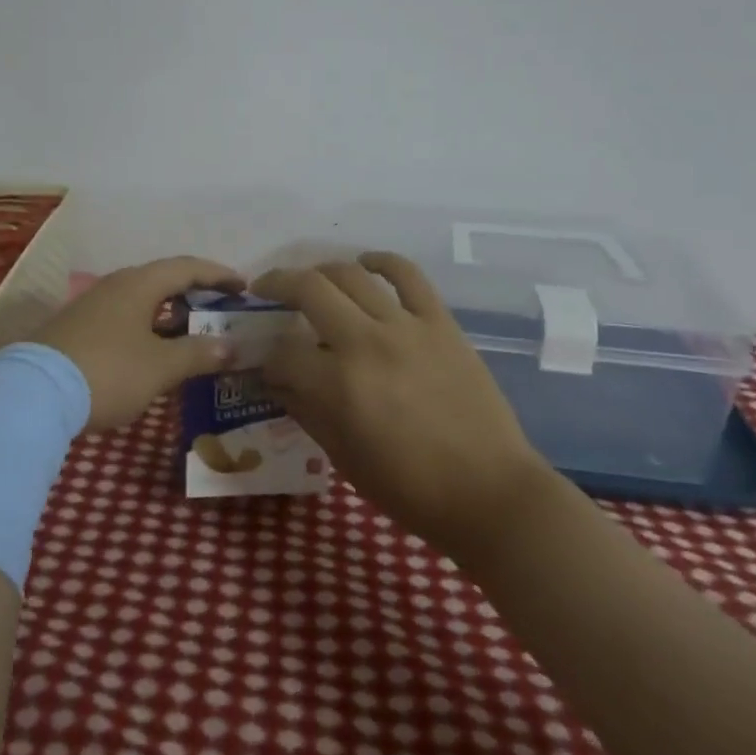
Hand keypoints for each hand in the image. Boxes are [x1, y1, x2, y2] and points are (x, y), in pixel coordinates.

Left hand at [32, 256, 243, 430]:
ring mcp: (92, 305)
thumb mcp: (160, 367)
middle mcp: (115, 285)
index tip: (243, 286)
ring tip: (192, 334)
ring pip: (141, 301)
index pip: (187, 267)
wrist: (33, 394)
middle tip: (220, 311)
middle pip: (163, 280)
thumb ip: (198, 353)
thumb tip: (230, 345)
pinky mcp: (77, 328)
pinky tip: (152, 353)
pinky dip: (147, 328)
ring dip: (170, 314)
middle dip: (195, 294)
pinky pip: (124, 318)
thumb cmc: (108, 371)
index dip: (218, 275)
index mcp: (139, 284)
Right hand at [253, 252, 551, 565]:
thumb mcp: (344, 458)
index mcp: (339, 385)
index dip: (266, 357)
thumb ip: (306, 411)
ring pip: (351, 274)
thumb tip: (277, 381)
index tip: (266, 363)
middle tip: (265, 291)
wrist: (490, 493)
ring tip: (310, 280)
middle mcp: (366, 342)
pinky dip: (382, 261)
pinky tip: (366, 263)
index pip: (282, 352)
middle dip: (276, 285)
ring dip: (320, 271)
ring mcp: (406, 326)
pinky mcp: (440, 321)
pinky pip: (408, 274)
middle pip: (308, 290)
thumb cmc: (411, 489)